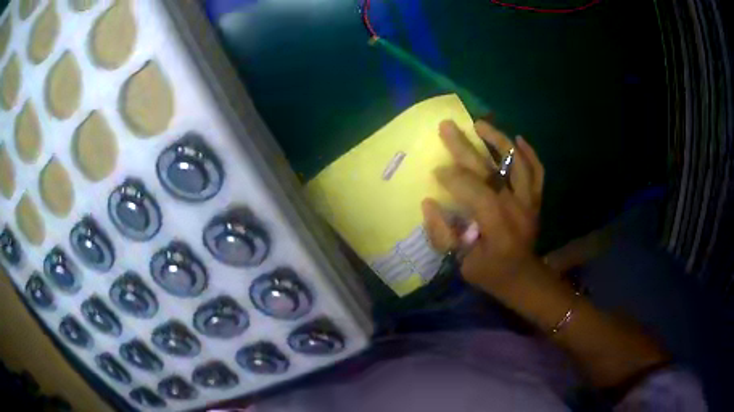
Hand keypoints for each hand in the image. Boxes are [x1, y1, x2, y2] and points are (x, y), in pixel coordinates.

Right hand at [422, 119, 544, 290]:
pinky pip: (536, 172)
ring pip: (517, 164)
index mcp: (498, 226)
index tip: (437, 170)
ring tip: (480, 124)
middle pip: (491, 170)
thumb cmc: (490, 273)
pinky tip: (518, 139)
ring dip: (499, 141)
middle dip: (465, 147)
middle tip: (447, 126)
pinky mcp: (536, 201)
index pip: (475, 191)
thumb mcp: (461, 263)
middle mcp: (517, 208)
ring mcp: (529, 202)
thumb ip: (443, 234)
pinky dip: (529, 154)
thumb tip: (429, 203)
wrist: (524, 278)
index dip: (454, 178)